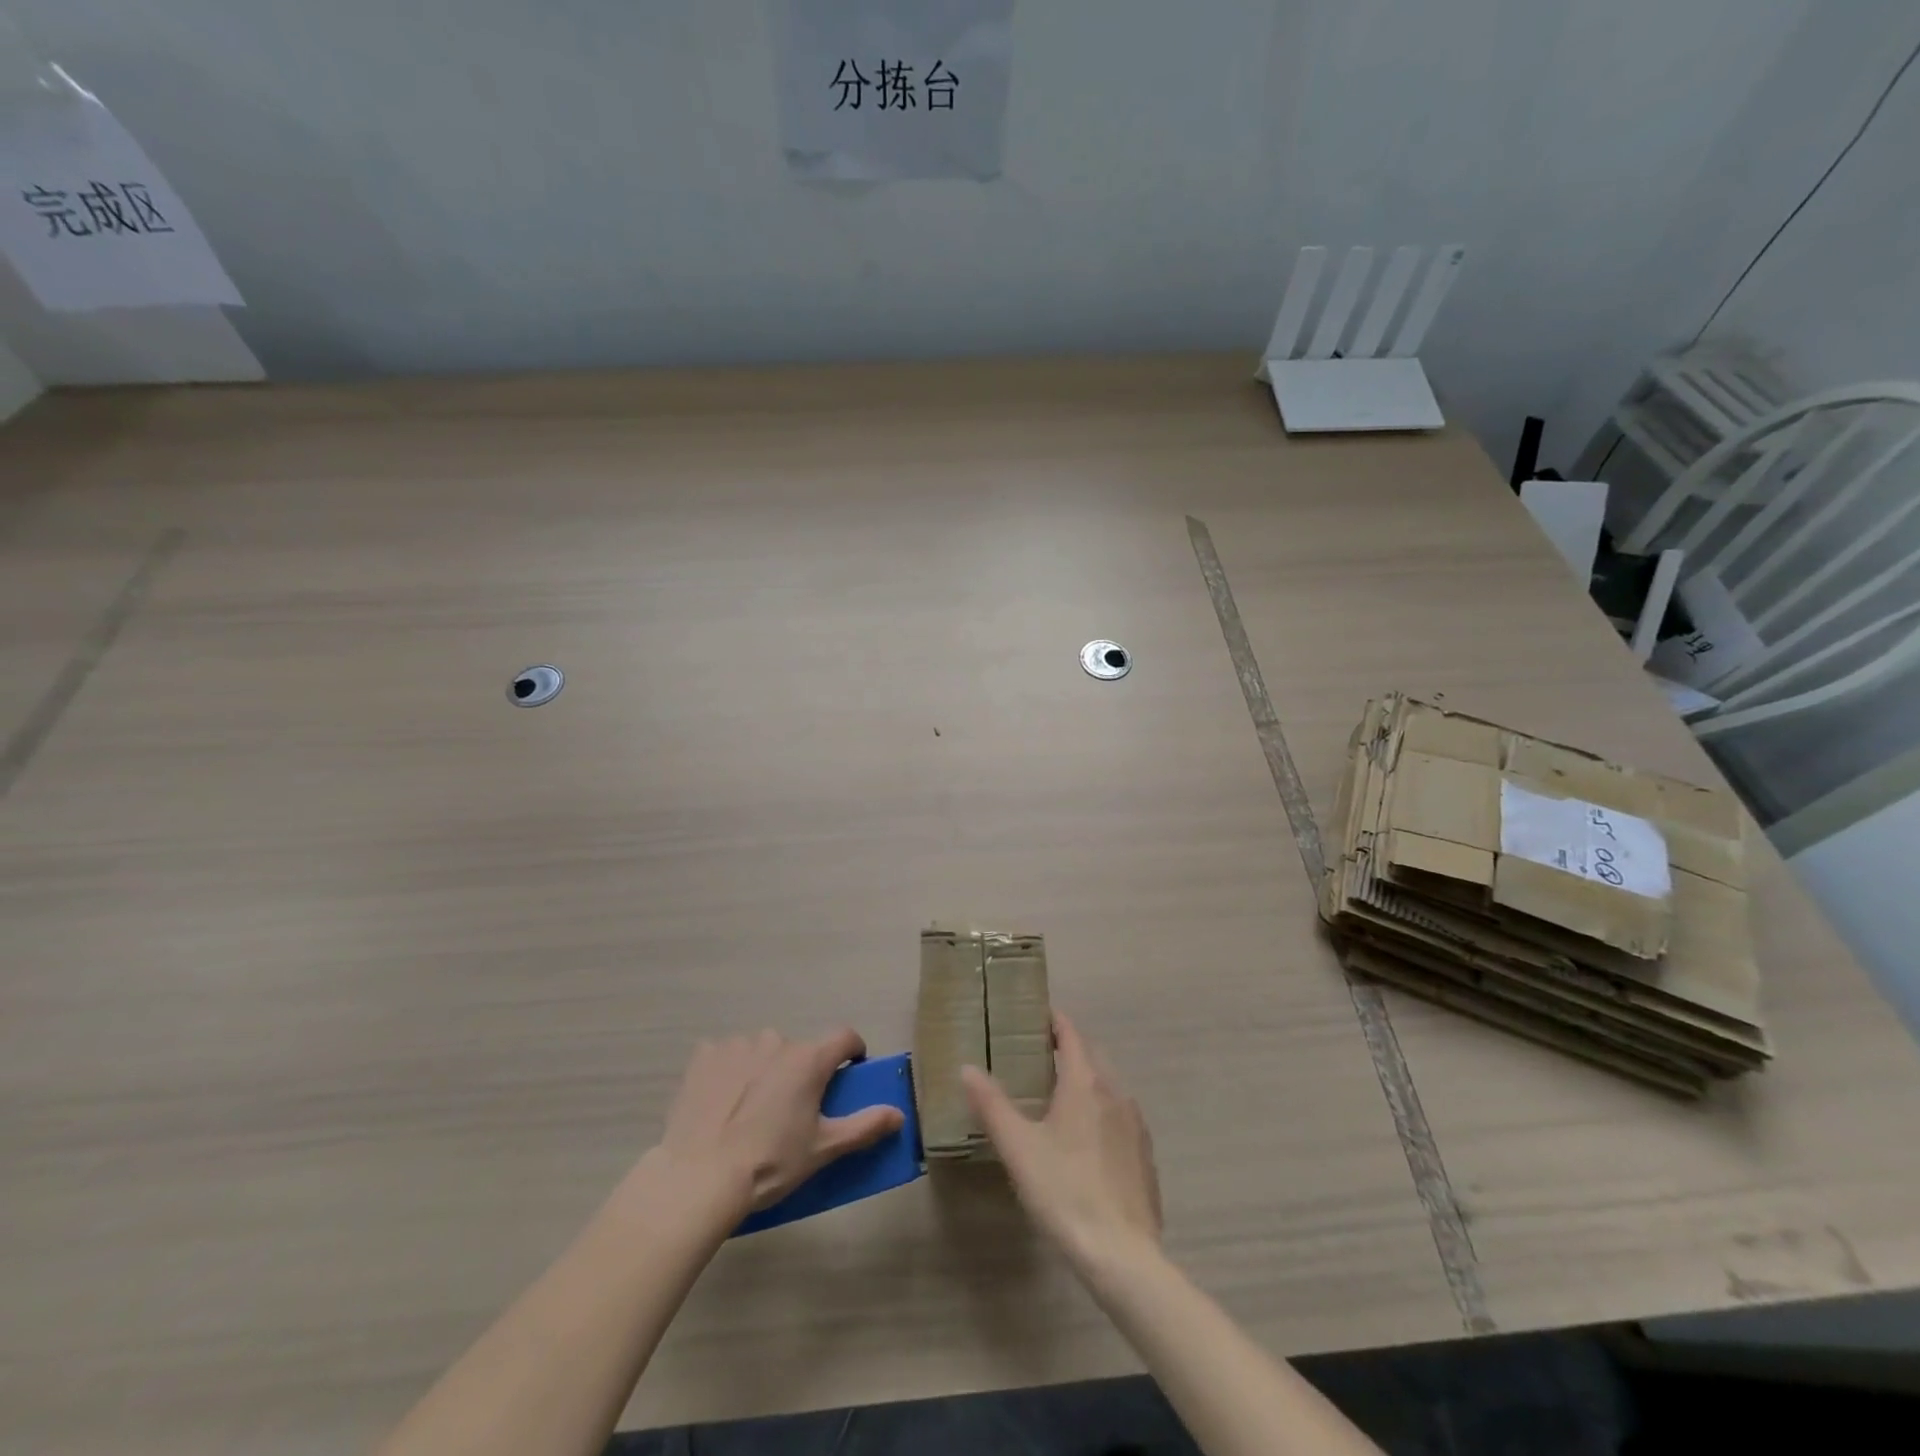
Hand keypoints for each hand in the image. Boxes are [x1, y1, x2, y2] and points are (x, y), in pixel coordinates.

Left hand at [654, 1028, 904, 1212]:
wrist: (698, 1178)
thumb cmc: (769, 1162)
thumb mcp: (822, 1150)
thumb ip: (864, 1127)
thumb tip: (899, 1114)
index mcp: (809, 1059)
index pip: (845, 1037)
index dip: (852, 1052)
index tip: (848, 1073)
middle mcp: (776, 1040)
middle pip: (799, 1050)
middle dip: (800, 1072)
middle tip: (791, 1111)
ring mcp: (738, 1044)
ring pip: (762, 1051)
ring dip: (764, 1070)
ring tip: (751, 1111)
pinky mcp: (704, 1055)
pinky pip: (727, 1055)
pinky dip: (729, 1071)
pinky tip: (721, 1104)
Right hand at [962, 1012, 1161, 1270]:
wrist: (1122, 1254)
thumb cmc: (1064, 1191)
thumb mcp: (1018, 1147)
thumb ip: (992, 1104)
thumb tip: (967, 1067)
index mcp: (1086, 1082)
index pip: (1071, 1034)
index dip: (1054, 1021)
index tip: (1034, 1017)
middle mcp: (1115, 1092)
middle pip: (1092, 1055)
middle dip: (1069, 1047)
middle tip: (1039, 1054)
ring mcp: (1135, 1123)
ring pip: (1109, 1084)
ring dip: (1087, 1078)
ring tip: (1059, 1093)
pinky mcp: (1144, 1154)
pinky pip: (1120, 1114)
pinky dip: (1102, 1108)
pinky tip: (1086, 1137)